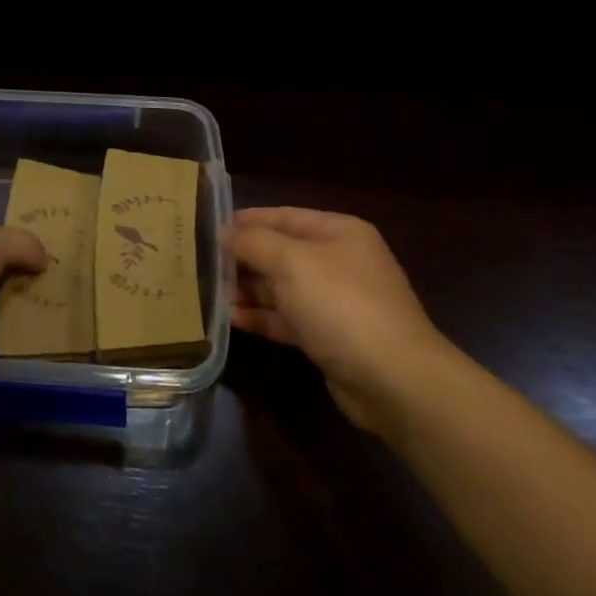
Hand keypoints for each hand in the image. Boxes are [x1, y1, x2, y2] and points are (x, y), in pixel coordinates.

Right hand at [223, 207, 444, 434]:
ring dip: (249, 289)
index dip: (247, 221)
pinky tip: (232, 320)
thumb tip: (226, 232)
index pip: (284, 216)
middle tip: (203, 264)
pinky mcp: (330, 337)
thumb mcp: (291, 262)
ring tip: (211, 293)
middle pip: (282, 252)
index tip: (209, 228)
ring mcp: (336, 302)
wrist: (392, 379)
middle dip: (244, 258)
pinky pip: (288, 319)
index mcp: (339, 232)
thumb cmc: (341, 305)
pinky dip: (262, 317)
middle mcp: (339, 262)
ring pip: (282, 287)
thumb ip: (254, 242)